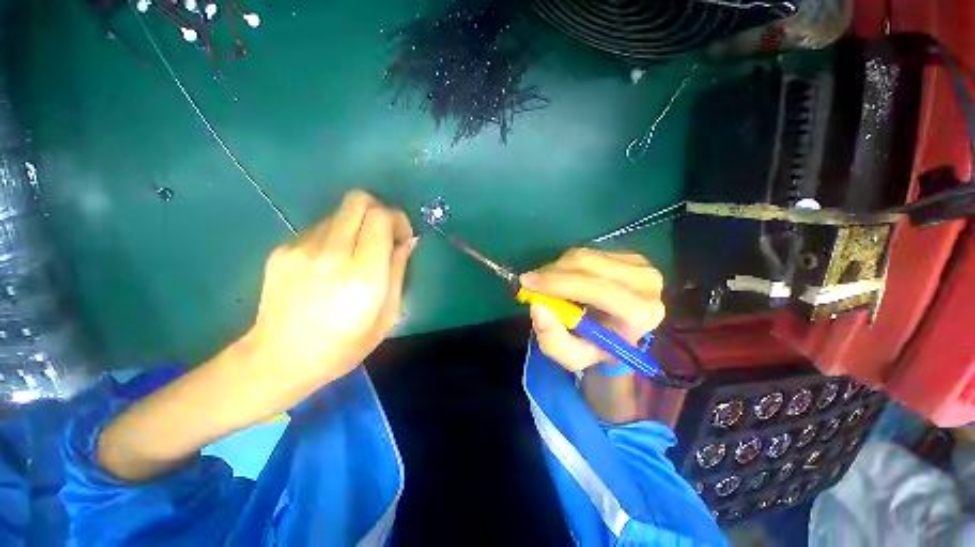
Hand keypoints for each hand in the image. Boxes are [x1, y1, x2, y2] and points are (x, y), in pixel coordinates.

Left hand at [246, 190, 415, 381]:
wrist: (279, 358)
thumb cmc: (344, 345)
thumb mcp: (388, 315)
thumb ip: (399, 272)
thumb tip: (407, 242)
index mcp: (363, 276)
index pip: (381, 218)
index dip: (397, 219)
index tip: (401, 237)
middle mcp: (331, 254)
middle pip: (358, 201)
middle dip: (378, 210)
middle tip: (383, 234)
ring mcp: (301, 248)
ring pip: (339, 213)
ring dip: (356, 226)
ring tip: (355, 254)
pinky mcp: (282, 249)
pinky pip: (319, 228)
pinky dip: (334, 237)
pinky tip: (330, 264)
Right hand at [521, 248, 664, 371]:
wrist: (618, 335)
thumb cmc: (595, 348)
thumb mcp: (571, 356)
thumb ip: (553, 339)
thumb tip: (538, 307)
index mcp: (641, 313)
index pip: (597, 289)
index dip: (559, 284)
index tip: (527, 283)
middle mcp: (648, 284)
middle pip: (588, 265)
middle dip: (552, 273)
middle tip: (529, 282)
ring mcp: (641, 265)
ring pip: (585, 255)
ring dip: (557, 268)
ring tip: (547, 284)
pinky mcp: (630, 255)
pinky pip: (588, 252)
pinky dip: (568, 264)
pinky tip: (564, 278)